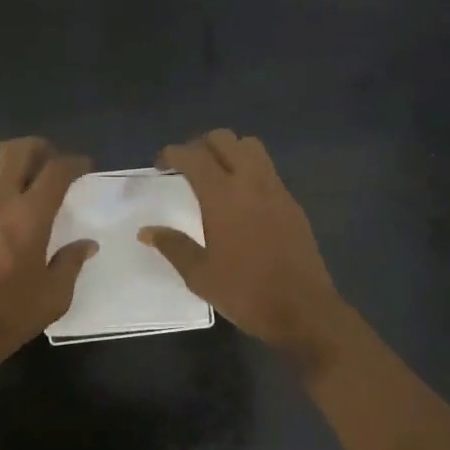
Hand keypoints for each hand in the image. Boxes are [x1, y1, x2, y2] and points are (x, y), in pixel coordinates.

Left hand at [0, 137, 97, 360]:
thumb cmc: (9, 315)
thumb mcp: (54, 296)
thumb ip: (71, 263)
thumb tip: (87, 244)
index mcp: (30, 216)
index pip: (56, 171)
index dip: (74, 162)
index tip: (83, 167)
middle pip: (16, 151)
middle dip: (38, 148)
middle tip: (50, 160)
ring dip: (3, 153)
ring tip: (14, 166)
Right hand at [139, 129, 347, 362]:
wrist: (302, 309)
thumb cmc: (245, 292)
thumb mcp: (200, 275)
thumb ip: (173, 246)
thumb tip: (147, 231)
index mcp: (222, 196)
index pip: (194, 156)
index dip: (173, 154)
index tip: (160, 165)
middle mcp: (251, 182)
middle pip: (224, 140)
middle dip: (201, 145)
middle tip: (187, 167)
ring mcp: (276, 190)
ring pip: (251, 147)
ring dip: (229, 151)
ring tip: (215, 175)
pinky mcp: (292, 203)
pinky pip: (268, 170)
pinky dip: (250, 170)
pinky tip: (241, 198)